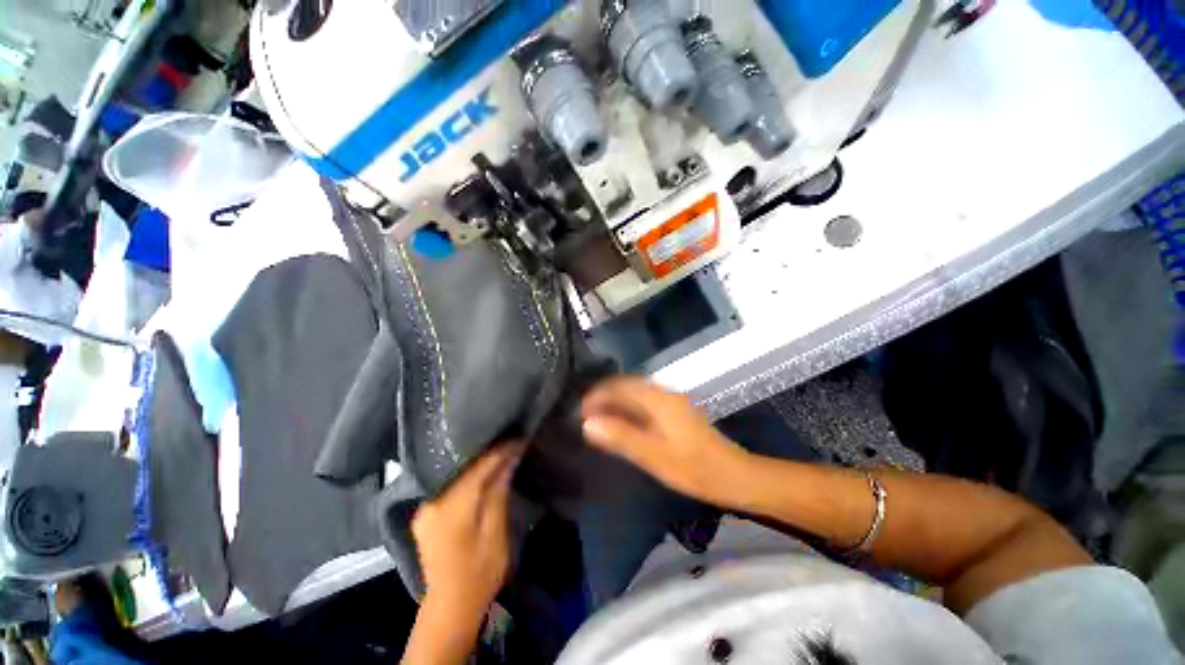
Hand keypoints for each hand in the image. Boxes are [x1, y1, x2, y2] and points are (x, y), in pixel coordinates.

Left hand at [412, 442, 524, 617]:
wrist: (450, 608)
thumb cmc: (479, 572)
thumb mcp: (495, 532)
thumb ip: (498, 491)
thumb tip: (510, 457)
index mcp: (451, 506)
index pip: (479, 466)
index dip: (500, 450)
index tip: (519, 437)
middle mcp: (432, 501)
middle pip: (463, 467)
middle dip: (488, 453)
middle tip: (511, 442)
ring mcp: (425, 507)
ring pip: (456, 474)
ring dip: (478, 464)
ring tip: (500, 452)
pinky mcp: (425, 513)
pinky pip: (449, 484)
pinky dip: (466, 476)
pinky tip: (481, 472)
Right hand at [581, 377, 749, 505]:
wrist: (735, 476)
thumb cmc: (695, 468)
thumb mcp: (654, 456)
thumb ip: (621, 437)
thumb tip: (587, 424)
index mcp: (658, 399)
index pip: (620, 386)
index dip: (597, 395)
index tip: (579, 411)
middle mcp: (664, 394)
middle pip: (626, 386)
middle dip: (603, 397)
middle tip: (584, 416)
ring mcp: (671, 402)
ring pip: (635, 394)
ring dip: (615, 403)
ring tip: (597, 420)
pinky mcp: (675, 413)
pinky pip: (643, 403)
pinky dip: (627, 410)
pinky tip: (621, 424)